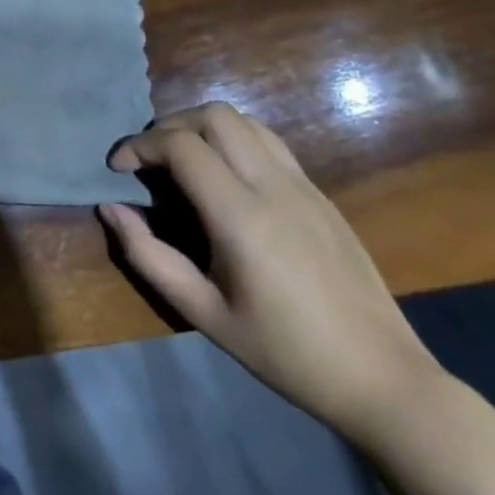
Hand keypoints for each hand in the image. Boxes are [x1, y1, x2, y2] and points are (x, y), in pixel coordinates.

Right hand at [100, 103, 439, 441]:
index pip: (182, 146)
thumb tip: (111, 209)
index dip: (140, 146)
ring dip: (204, 128)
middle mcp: (275, 188)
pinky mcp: (321, 196)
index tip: (118, 169)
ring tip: (182, 162)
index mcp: (242, 217)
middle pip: (215, 116)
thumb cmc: (285, 352)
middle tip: (149, 161)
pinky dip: (234, 142)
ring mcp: (305, 188)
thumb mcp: (202, 312)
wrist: (383, 379)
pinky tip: (223, 180)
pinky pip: (270, 144)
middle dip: (170, 126)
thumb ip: (148, 255)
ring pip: (246, 122)